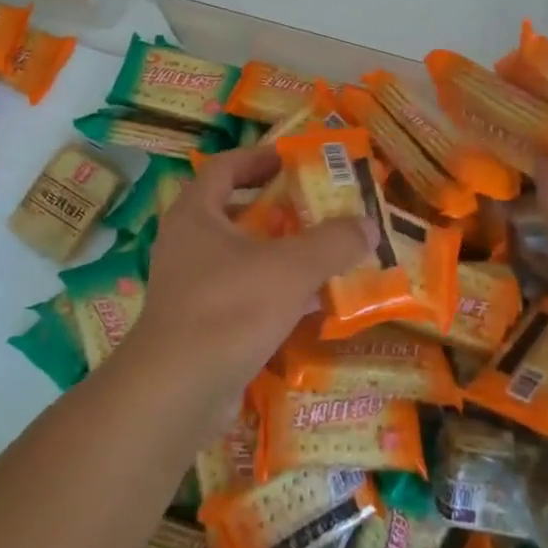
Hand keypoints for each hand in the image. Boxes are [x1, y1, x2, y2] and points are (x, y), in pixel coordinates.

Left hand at [120, 144, 371, 417]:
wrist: (178, 390)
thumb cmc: (231, 308)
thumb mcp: (291, 268)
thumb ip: (332, 242)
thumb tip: (369, 224)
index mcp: (196, 213)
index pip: (225, 167)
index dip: (259, 158)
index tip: (293, 160)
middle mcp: (187, 243)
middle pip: (235, 211)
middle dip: (277, 209)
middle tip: (316, 207)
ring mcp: (190, 285)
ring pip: (241, 257)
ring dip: (279, 253)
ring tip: (323, 253)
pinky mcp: (200, 323)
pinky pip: (242, 294)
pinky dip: (274, 292)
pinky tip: (311, 305)